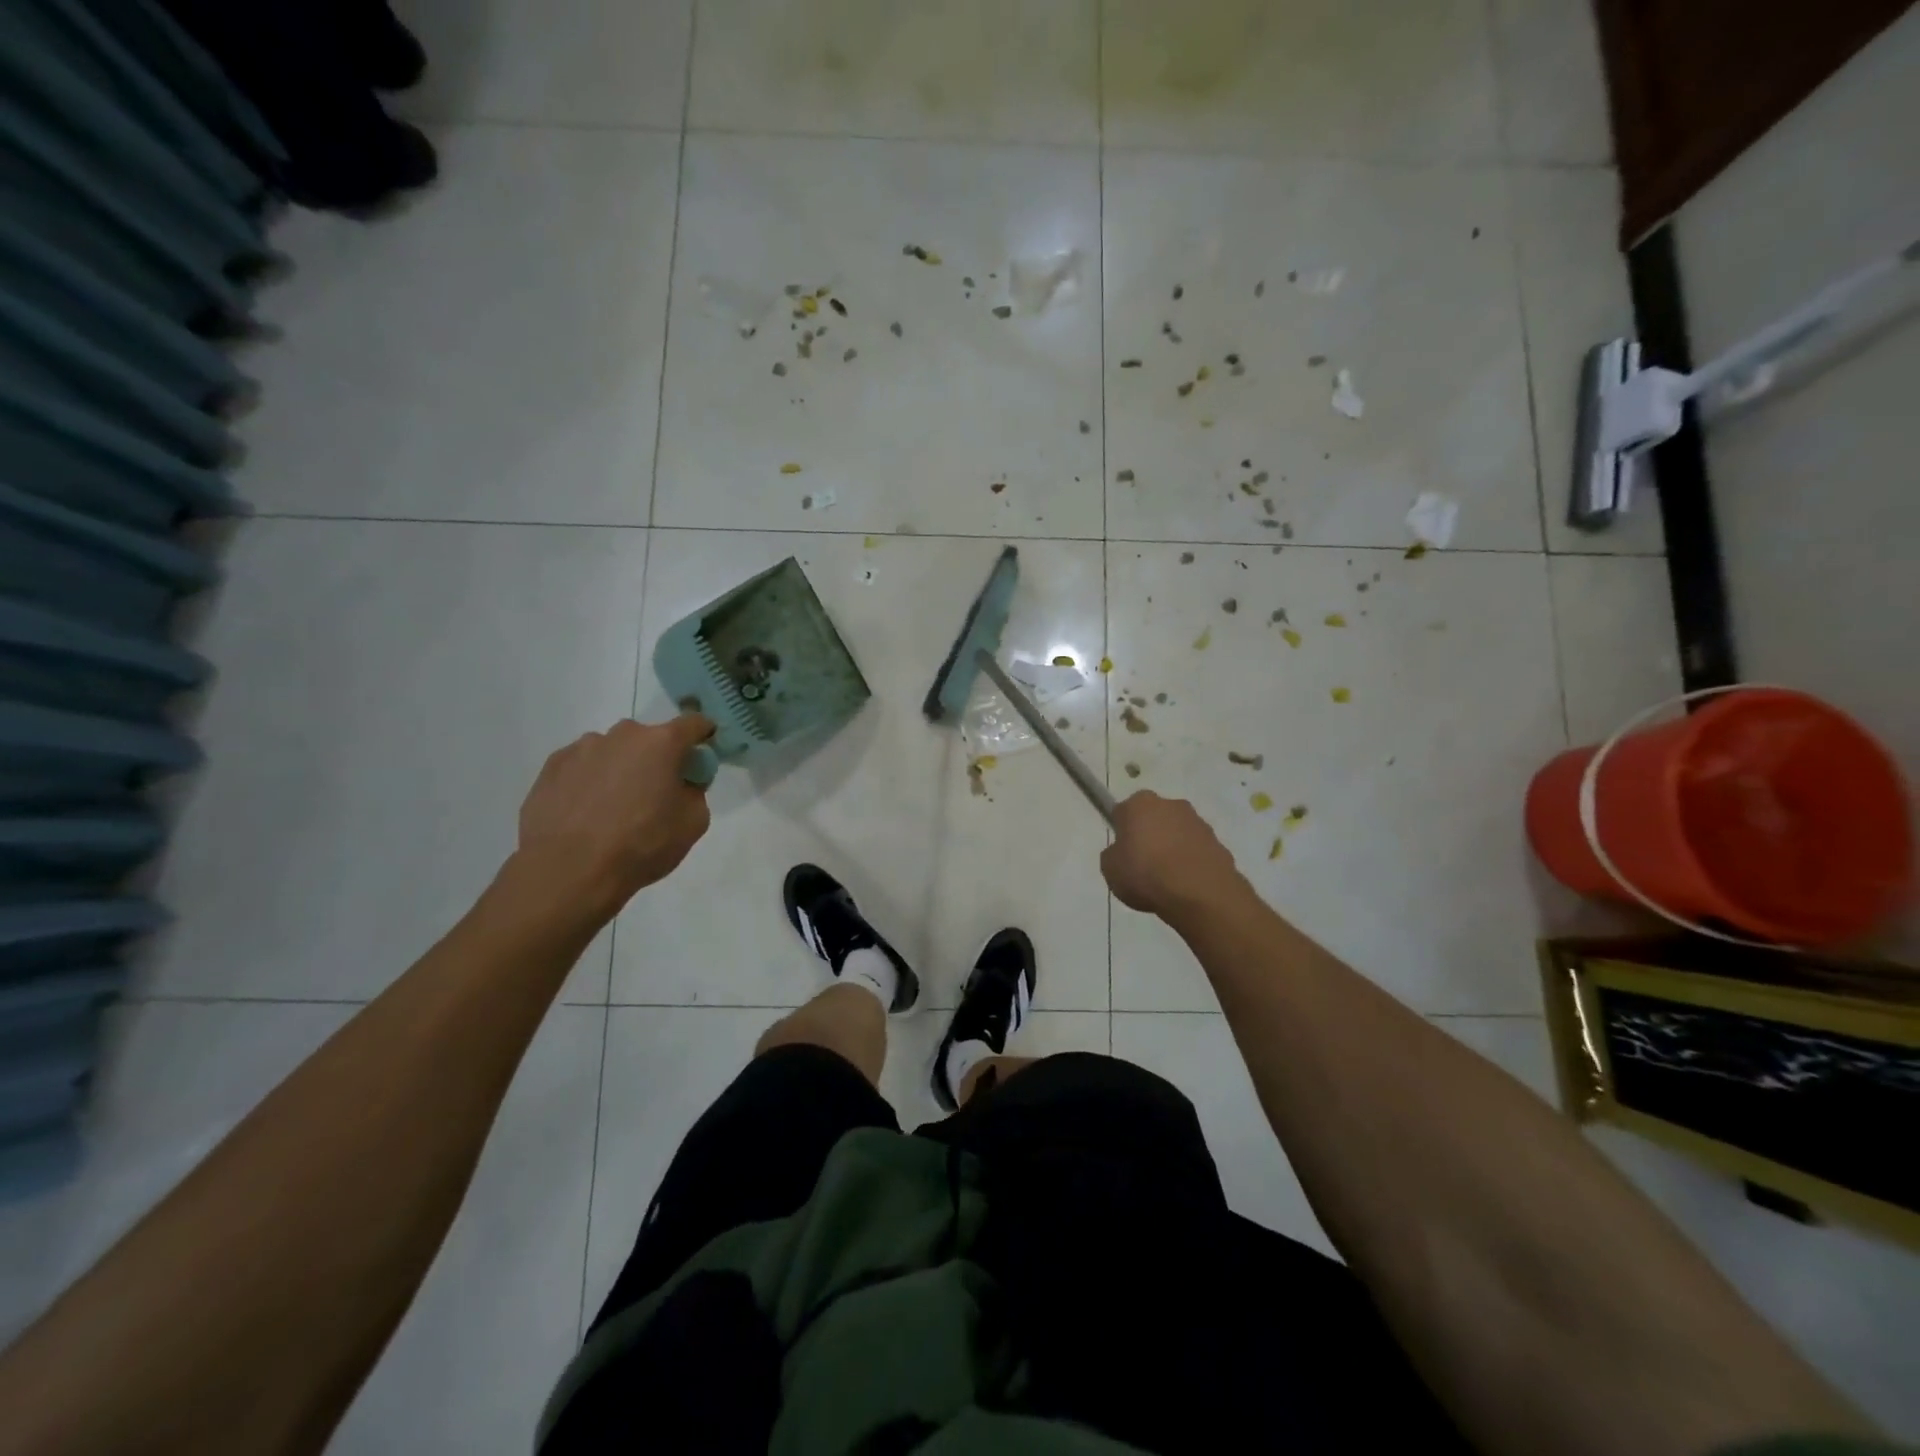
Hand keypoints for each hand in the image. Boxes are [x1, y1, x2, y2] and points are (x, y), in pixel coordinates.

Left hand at [514, 714, 715, 919]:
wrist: (568, 871)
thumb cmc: (641, 845)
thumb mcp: (692, 823)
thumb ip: (695, 792)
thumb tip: (681, 784)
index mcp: (661, 743)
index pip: (693, 723)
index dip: (703, 735)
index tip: (703, 752)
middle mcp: (621, 735)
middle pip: (649, 739)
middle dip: (656, 758)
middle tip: (655, 792)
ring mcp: (582, 748)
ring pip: (612, 752)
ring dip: (620, 769)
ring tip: (612, 809)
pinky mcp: (551, 767)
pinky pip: (582, 766)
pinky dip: (589, 781)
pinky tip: (585, 813)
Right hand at [1101, 792, 1244, 921]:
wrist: (1200, 894)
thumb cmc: (1146, 875)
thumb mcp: (1110, 869)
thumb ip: (1114, 854)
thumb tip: (1124, 852)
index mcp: (1139, 804)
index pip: (1123, 812)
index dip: (1121, 832)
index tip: (1122, 852)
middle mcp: (1170, 804)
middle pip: (1153, 818)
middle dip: (1150, 835)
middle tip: (1143, 865)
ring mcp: (1198, 822)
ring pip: (1177, 833)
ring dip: (1172, 848)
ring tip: (1167, 880)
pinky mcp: (1218, 842)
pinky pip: (1196, 851)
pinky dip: (1191, 862)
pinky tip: (1186, 885)